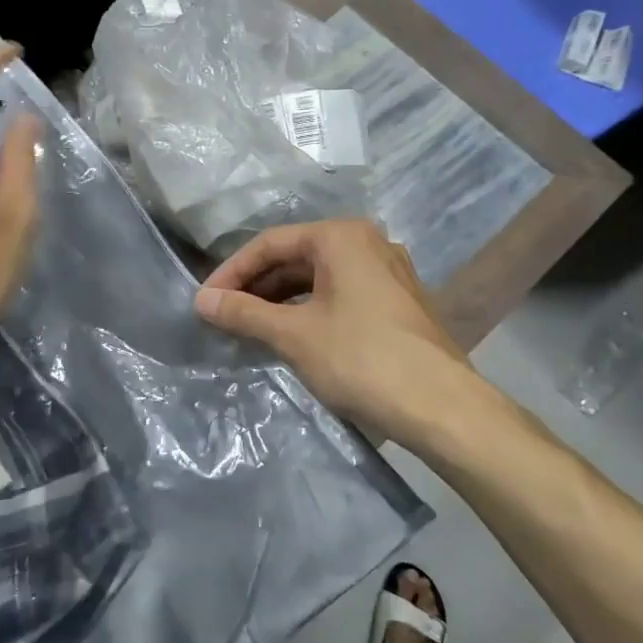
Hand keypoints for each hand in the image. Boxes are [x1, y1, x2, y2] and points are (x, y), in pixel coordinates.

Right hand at [194, 220, 473, 445]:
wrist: (442, 406)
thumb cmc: (361, 359)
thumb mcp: (294, 335)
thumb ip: (244, 313)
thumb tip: (201, 301)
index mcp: (341, 236)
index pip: (271, 243)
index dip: (232, 271)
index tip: (204, 301)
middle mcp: (367, 242)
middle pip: (296, 256)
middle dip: (256, 285)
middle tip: (223, 314)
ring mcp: (387, 272)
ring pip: (319, 277)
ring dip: (280, 299)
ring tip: (249, 326)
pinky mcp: (397, 301)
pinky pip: (340, 293)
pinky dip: (309, 309)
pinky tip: (290, 334)